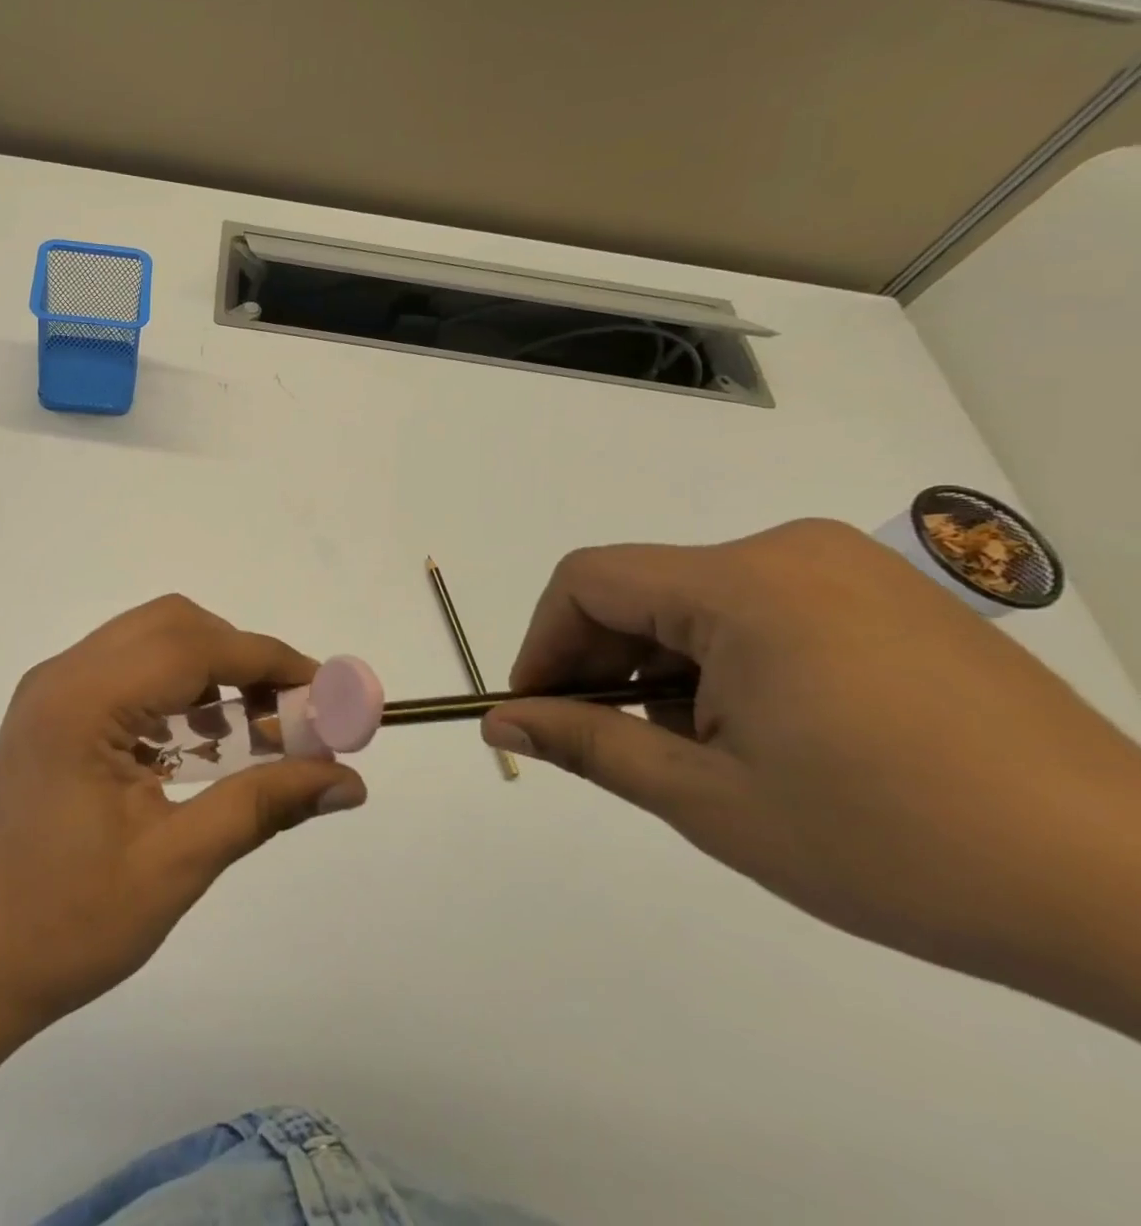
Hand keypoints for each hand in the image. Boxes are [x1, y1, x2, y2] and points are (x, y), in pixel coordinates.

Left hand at [0, 595, 367, 1031]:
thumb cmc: (67, 925)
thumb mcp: (176, 865)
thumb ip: (263, 806)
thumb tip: (348, 781)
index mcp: (83, 701)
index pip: (195, 646)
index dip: (269, 660)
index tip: (326, 692)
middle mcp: (62, 675)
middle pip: (172, 626)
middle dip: (241, 658)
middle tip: (289, 714)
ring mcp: (50, 691)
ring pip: (149, 642)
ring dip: (209, 671)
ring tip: (255, 730)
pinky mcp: (50, 714)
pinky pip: (126, 673)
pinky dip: (175, 690)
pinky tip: (201, 743)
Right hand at [484, 519, 1140, 1036]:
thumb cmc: (898, 846)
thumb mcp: (711, 799)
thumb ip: (588, 744)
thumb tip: (500, 721)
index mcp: (744, 584)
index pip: (588, 581)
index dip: (543, 643)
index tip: (538, 710)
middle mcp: (792, 553)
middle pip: (642, 588)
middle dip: (602, 662)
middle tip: (606, 742)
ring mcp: (850, 571)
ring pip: (698, 602)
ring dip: (664, 668)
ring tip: (694, 753)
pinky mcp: (892, 599)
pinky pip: (762, 610)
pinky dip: (725, 662)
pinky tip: (759, 734)